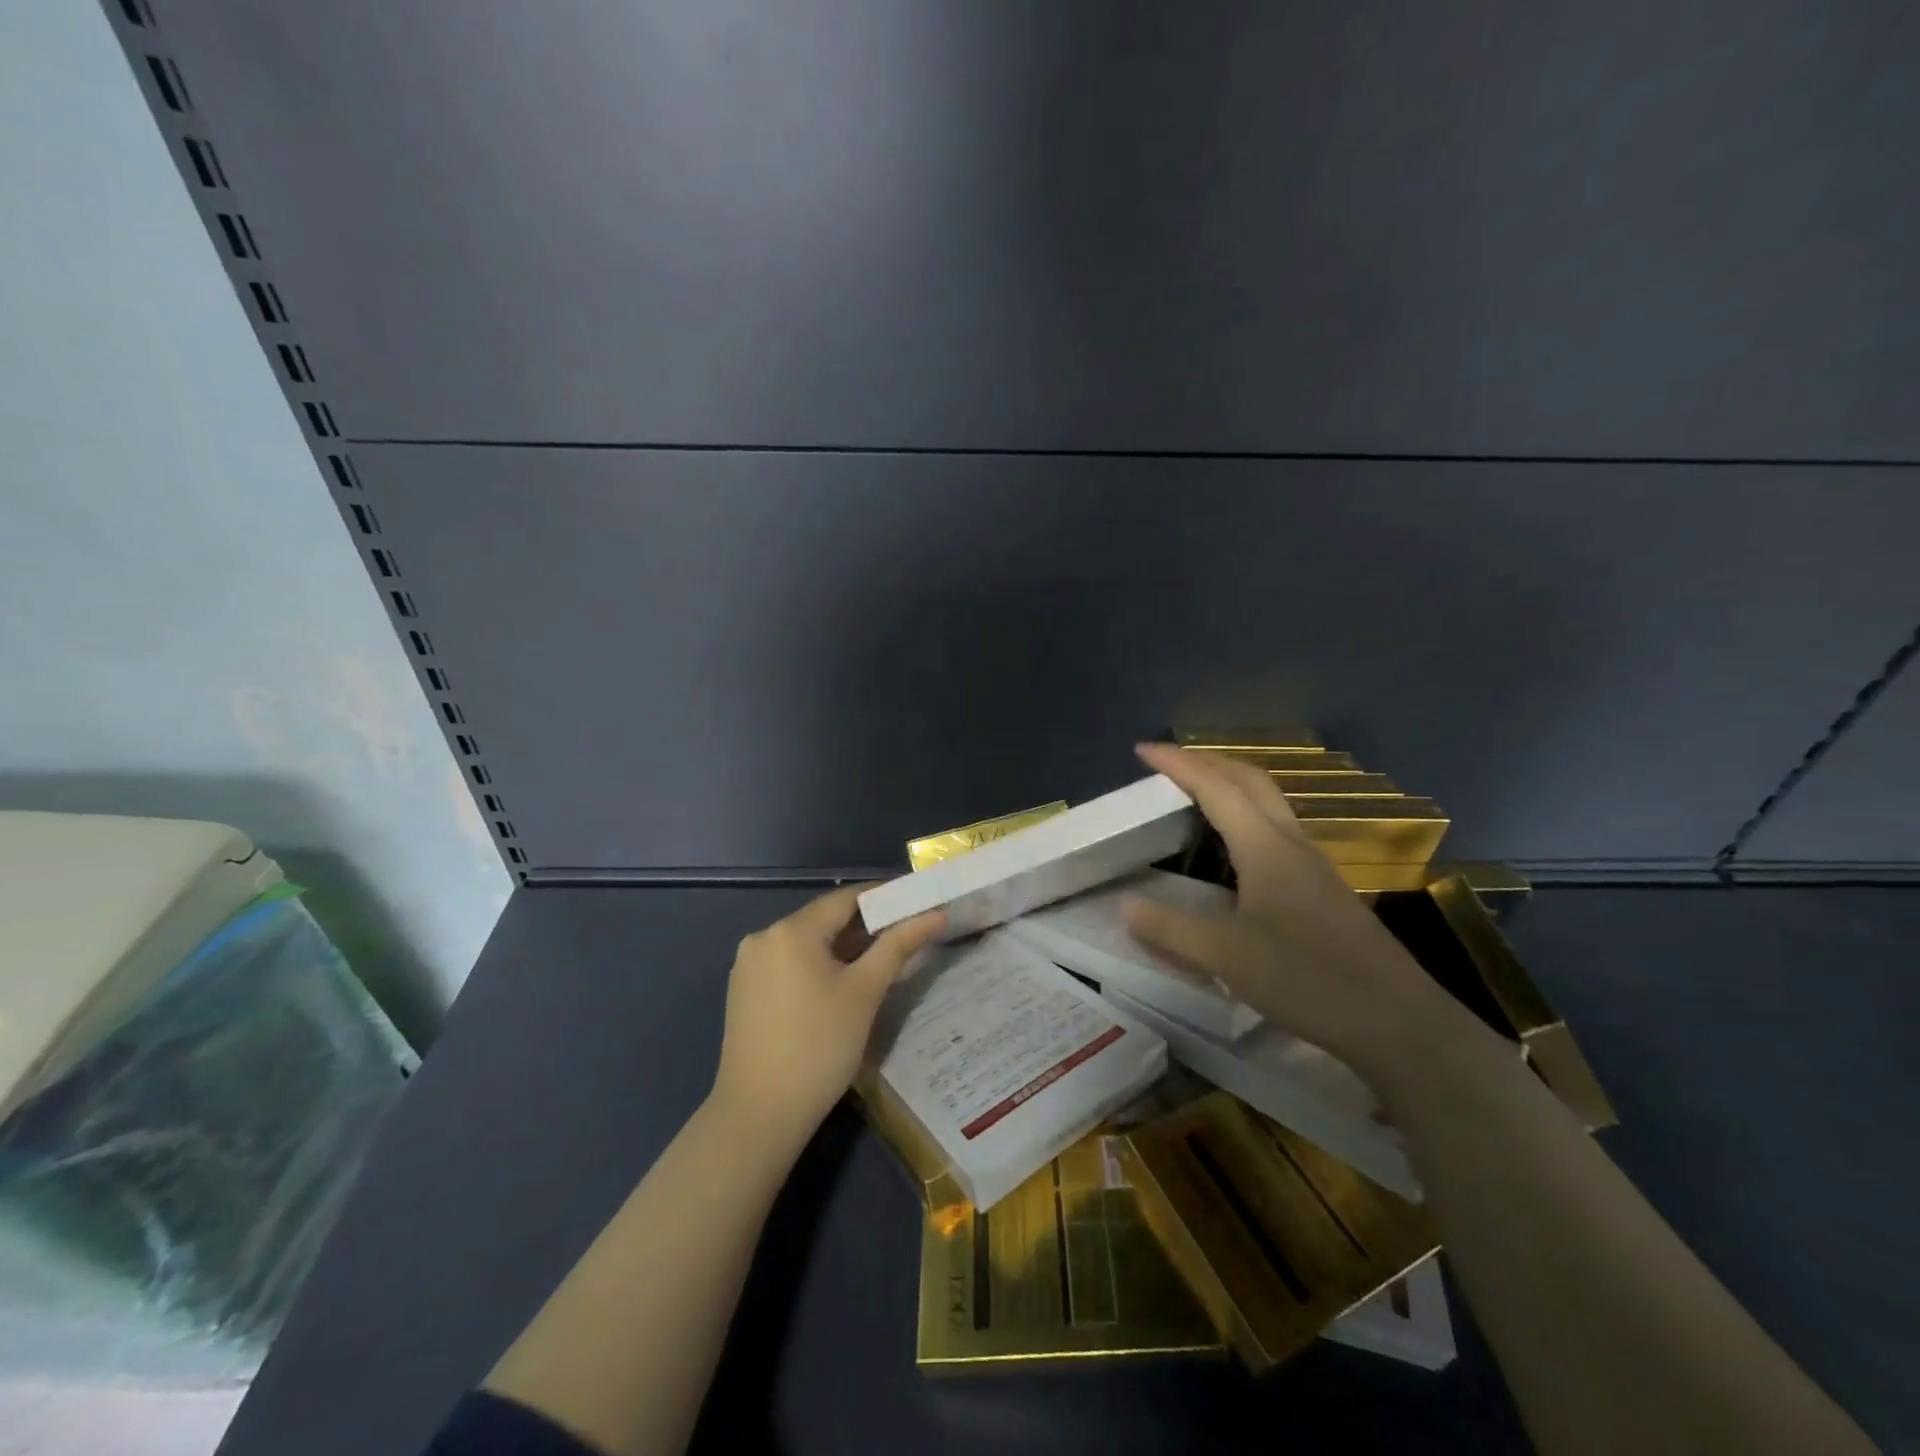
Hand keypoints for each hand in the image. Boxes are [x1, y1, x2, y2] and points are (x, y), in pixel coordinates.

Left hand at [710, 885, 944, 1154]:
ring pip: (807, 944)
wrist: (758, 1116)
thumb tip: (935, 915)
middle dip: (866, 927)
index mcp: (790, 930)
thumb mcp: (865, 993)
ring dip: (844, 949)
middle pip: (825, 920)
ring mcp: (749, 966)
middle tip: (907, 938)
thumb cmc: (819, 1048)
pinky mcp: (744, 993)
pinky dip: (819, 967)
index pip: (846, 898)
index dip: (884, 899)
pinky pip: (790, 965)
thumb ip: (899, 946)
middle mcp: (763, 938)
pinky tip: (842, 988)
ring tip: (882, 964)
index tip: (917, 906)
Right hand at [1124, 742, 1465, 1077]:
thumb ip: (1172, 929)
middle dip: (1208, 760)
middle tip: (1168, 762)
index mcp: (1266, 848)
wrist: (1397, 1022)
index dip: (1178, 763)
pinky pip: (1276, 830)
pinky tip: (1233, 848)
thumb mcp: (1227, 957)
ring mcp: (1312, 865)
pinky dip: (1245, 815)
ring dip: (1230, 784)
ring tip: (1195, 792)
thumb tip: (1126, 905)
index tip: (1142, 748)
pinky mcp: (1322, 889)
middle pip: (1250, 780)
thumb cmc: (1308, 979)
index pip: (1216, 788)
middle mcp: (1291, 844)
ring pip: (1268, 803)